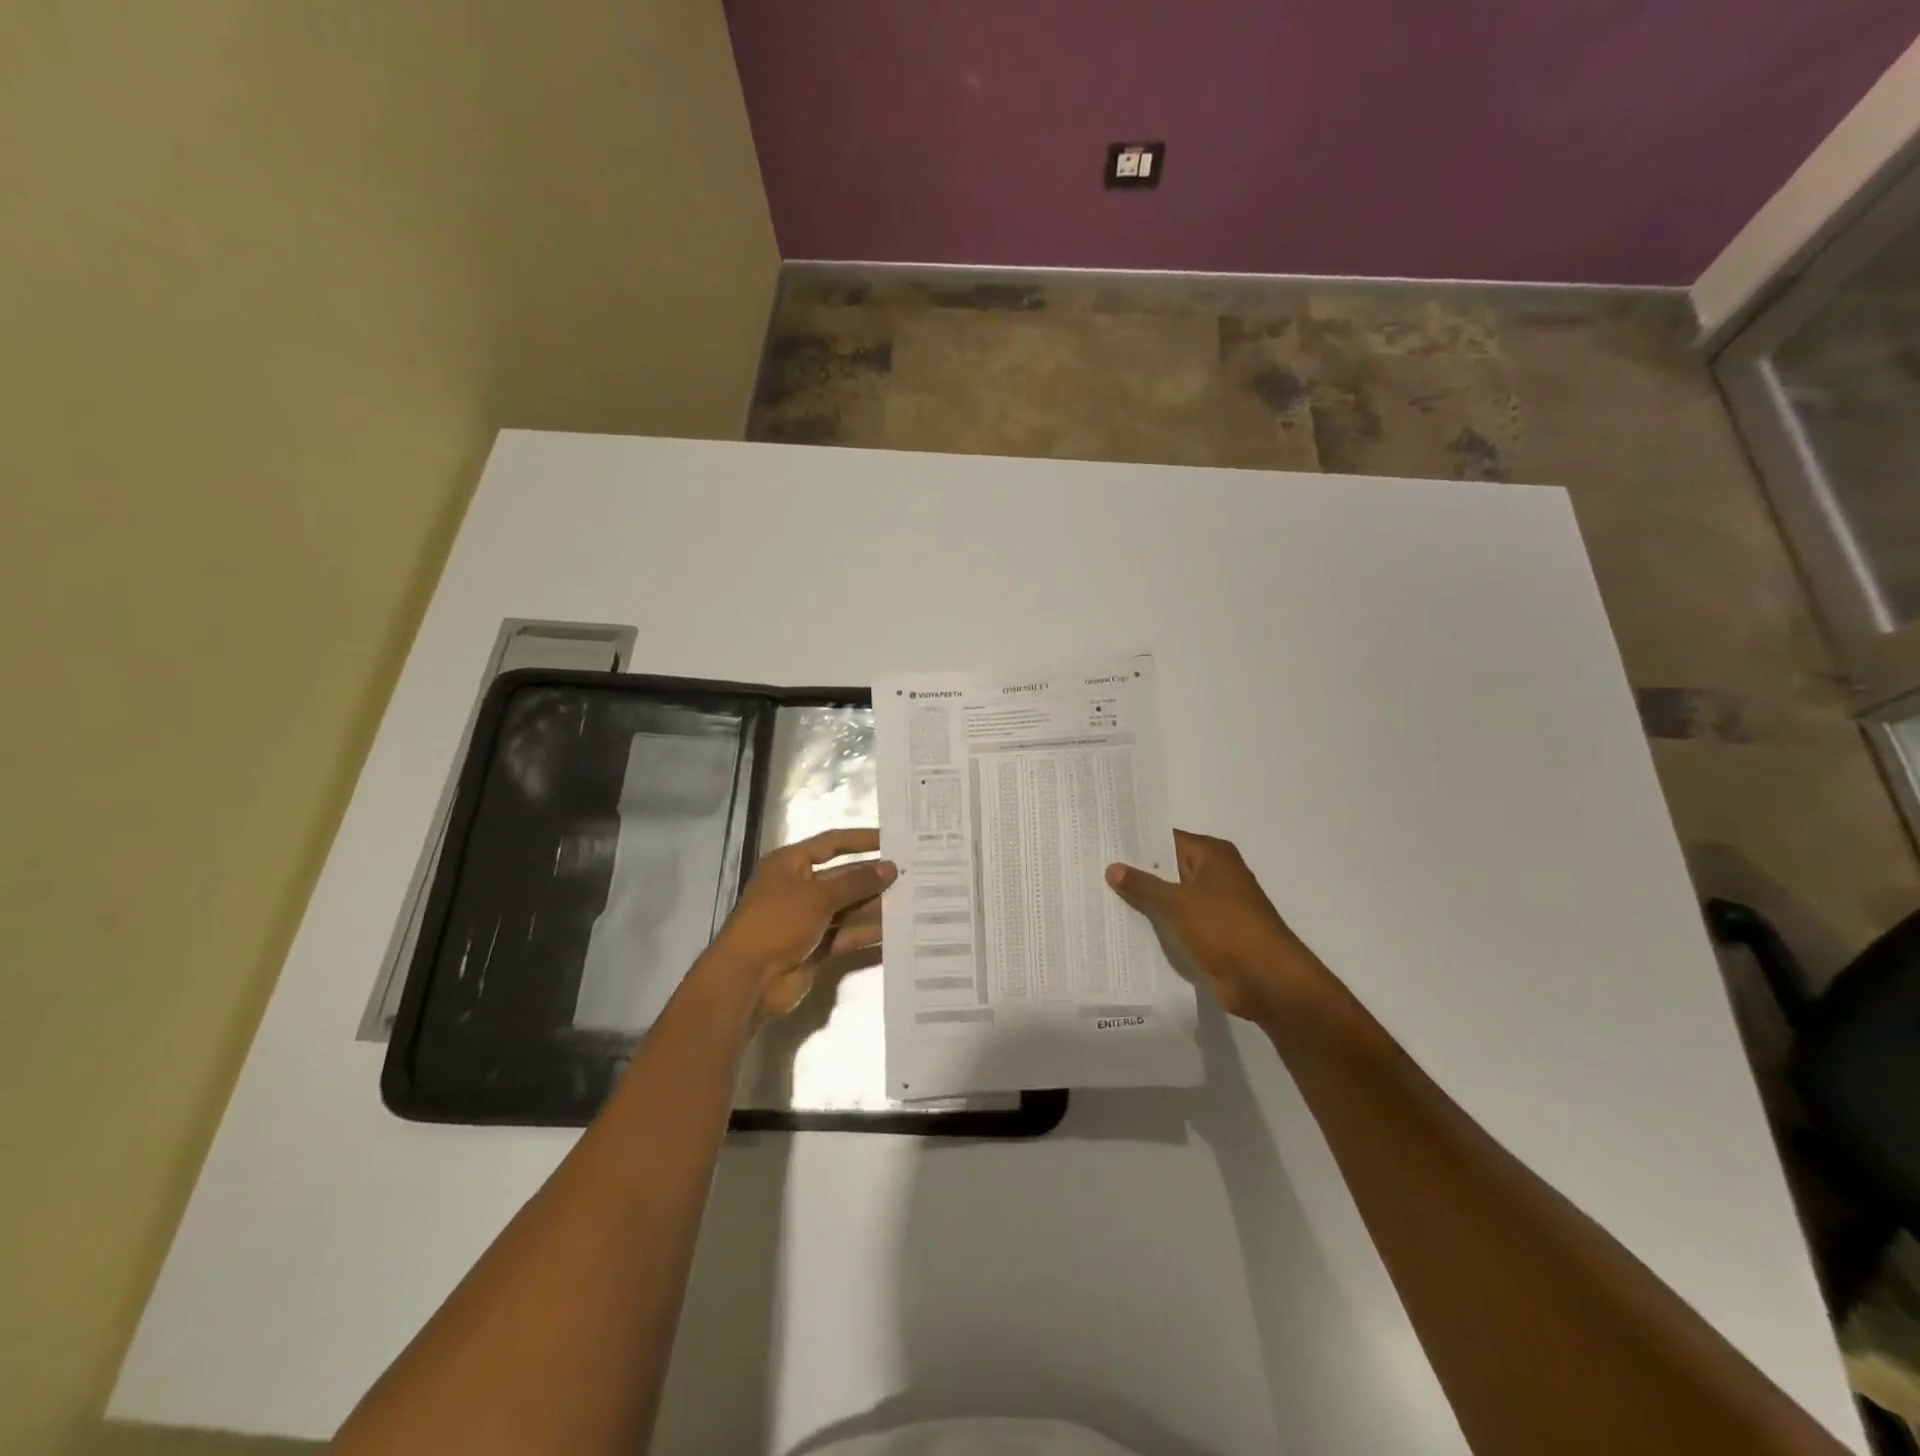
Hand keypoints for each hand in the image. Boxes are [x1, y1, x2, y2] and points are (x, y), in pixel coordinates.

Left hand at [703, 828, 897, 1022]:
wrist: (748, 980)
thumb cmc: (777, 923)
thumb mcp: (818, 896)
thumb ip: (856, 882)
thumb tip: (890, 867)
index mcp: (790, 864)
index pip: (831, 843)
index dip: (861, 839)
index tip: (892, 839)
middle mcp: (799, 887)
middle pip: (842, 877)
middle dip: (872, 876)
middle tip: (910, 873)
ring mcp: (807, 919)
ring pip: (848, 907)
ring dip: (875, 905)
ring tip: (911, 899)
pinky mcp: (816, 947)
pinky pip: (847, 934)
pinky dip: (867, 932)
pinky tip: (896, 929)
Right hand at [1106, 830, 1339, 1024]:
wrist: (1266, 980)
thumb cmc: (1225, 927)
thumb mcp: (1178, 902)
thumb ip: (1143, 885)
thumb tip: (1113, 867)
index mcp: (1213, 855)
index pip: (1167, 839)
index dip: (1136, 843)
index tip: (1103, 845)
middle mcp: (1215, 875)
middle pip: (1168, 868)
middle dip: (1136, 873)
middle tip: (1094, 870)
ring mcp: (1215, 906)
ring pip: (1171, 898)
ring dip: (1145, 902)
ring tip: (1101, 897)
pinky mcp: (1212, 934)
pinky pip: (1178, 923)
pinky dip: (1158, 925)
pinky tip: (1126, 927)